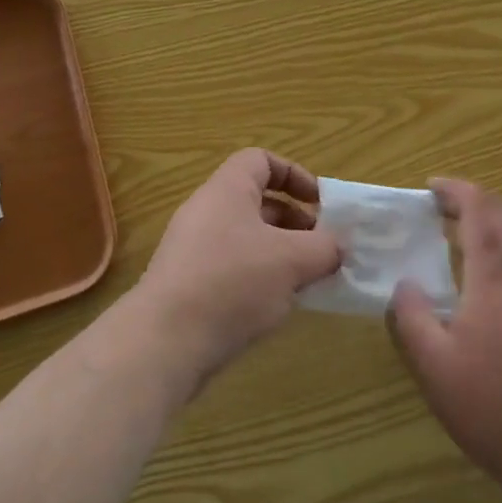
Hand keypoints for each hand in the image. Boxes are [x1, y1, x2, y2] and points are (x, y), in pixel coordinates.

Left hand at [132, 149, 340, 391]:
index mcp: (227, 190)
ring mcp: (193, 249)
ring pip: (247, 238)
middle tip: (321, 248)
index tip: (319, 204)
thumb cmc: (233, 282)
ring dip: (281, 254)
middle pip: (257, 201)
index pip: (261, 160)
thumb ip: (324, 247)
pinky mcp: (189, 285)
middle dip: (295, 222)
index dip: (294, 174)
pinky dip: (259, 279)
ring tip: (306, 281)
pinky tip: (276, 306)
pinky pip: (232, 268)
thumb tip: (337, 247)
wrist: (165, 342)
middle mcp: (207, 211)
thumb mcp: (292, 260)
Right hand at [388, 179, 501, 500]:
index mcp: (497, 276)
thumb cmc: (495, 408)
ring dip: (497, 222)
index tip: (431, 187)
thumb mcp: (435, 367)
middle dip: (475, 201)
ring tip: (469, 236)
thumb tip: (405, 284)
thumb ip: (411, 318)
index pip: (481, 209)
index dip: (456, 190)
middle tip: (443, 209)